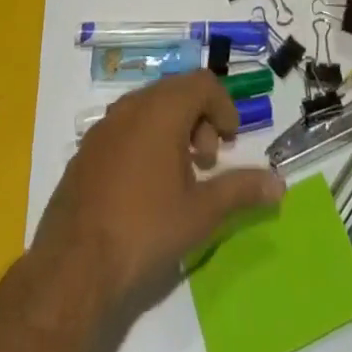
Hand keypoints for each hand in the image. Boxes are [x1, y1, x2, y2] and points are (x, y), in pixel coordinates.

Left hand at [31, 71, 284, 306]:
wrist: (72, 269)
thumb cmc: (145, 230)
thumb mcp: (201, 213)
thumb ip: (241, 190)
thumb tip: (279, 184)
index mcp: (162, 109)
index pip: (203, 83)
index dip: (224, 106)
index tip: (231, 141)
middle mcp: (131, 106)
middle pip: (176, 91)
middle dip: (199, 118)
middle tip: (206, 161)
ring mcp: (104, 127)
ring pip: (149, 108)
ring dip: (172, 129)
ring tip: (178, 177)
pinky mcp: (85, 151)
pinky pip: (124, 128)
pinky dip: (145, 141)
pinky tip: (144, 188)